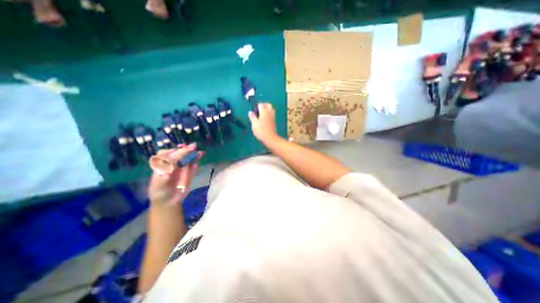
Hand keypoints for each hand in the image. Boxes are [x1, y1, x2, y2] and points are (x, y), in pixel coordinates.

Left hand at [147, 143, 201, 206]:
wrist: (169, 201)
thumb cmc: (160, 193)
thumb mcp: (158, 188)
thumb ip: (161, 180)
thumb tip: (167, 173)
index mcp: (162, 166)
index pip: (167, 155)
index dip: (174, 151)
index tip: (180, 150)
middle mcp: (172, 164)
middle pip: (178, 154)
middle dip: (186, 150)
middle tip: (193, 146)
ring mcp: (181, 168)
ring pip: (187, 159)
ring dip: (193, 155)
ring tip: (200, 153)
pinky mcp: (189, 173)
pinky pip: (193, 167)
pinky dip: (196, 163)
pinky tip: (199, 158)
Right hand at [248, 102, 277, 142]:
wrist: (270, 138)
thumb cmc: (261, 130)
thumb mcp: (254, 123)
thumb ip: (252, 117)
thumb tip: (250, 112)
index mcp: (264, 112)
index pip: (261, 105)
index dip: (256, 106)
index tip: (254, 111)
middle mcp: (269, 113)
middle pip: (268, 105)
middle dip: (264, 105)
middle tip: (258, 110)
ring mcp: (273, 117)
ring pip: (271, 109)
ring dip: (266, 110)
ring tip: (261, 115)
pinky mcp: (274, 122)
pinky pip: (271, 115)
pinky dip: (268, 115)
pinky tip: (264, 120)